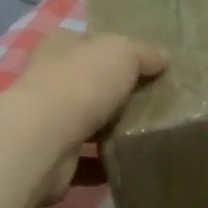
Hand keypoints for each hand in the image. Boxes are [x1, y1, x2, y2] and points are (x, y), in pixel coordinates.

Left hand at [12, 30, 167, 205]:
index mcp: (60, 47)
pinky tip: (131, 164)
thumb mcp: (123, 51)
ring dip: (111, 130)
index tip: (147, 66)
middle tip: (155, 102)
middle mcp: (48, 81)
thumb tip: (162, 59)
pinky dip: (105, 164)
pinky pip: (86, 161)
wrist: (45, 140)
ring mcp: (48, 122)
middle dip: (116, 94)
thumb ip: (144, 52)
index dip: (116, 50)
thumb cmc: (81, 82)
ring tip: (147, 134)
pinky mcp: (53, 159)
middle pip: (89, 84)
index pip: (89, 43)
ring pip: (86, 123)